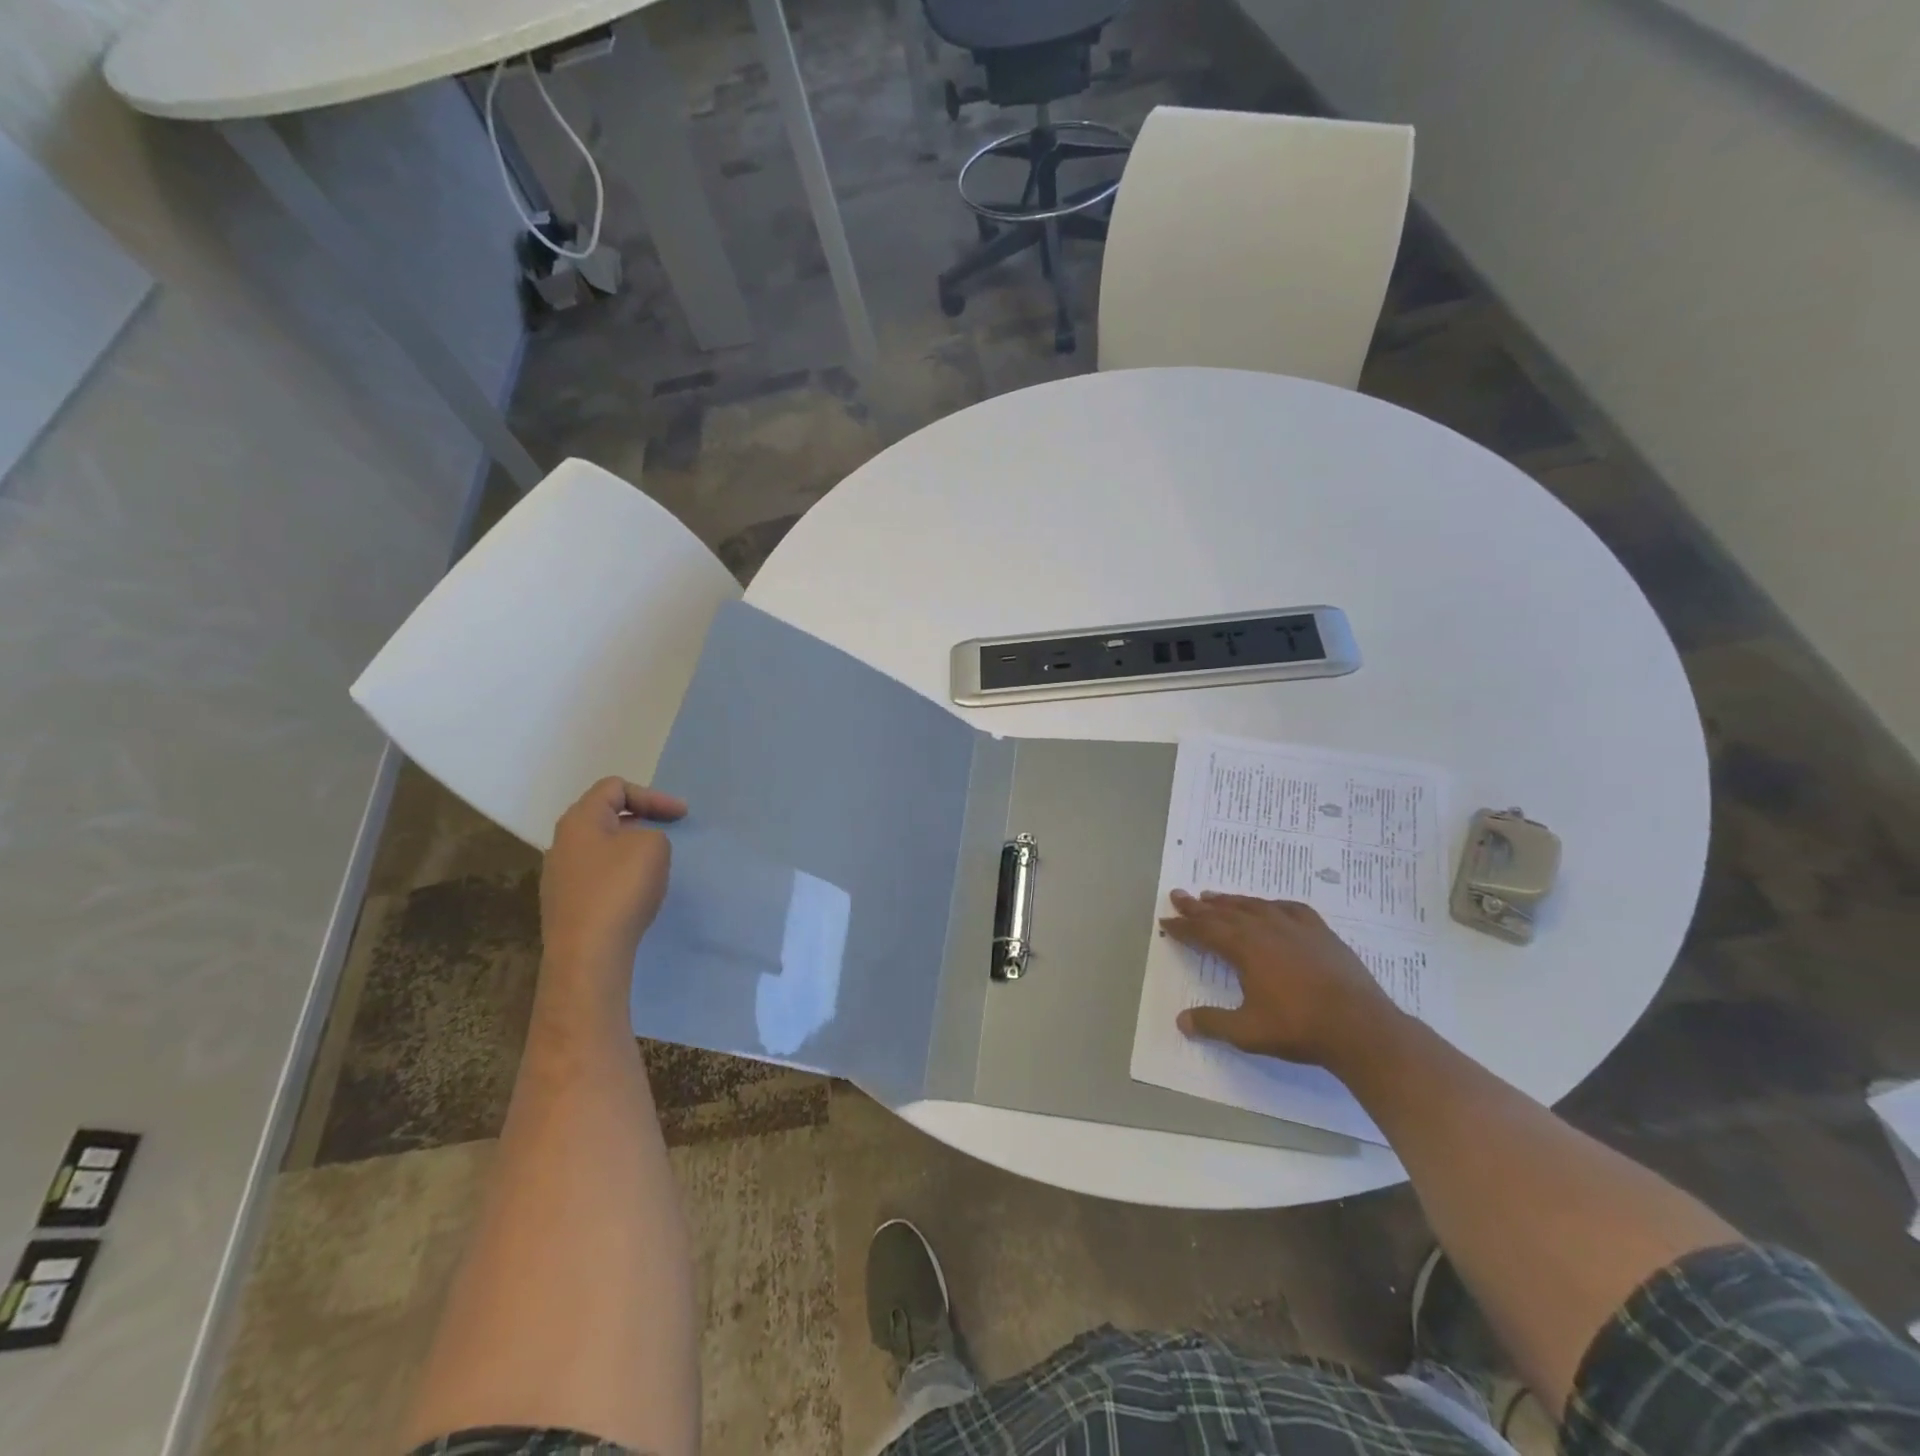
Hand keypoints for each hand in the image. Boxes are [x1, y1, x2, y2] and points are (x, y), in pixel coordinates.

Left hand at [540, 778, 686, 993]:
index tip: (681, 816)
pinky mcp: (565, 906)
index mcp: (579, 820)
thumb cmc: (620, 889)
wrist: (588, 954)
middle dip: (641, 821)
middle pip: (605, 817)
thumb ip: (652, 834)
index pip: (614, 787)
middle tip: (668, 833)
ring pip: (601, 849)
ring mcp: (559, 877)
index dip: (652, 795)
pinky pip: (598, 877)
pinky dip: (621, 876)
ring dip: (631, 850)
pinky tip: (636, 895)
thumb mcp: (653, 846)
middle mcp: (562, 844)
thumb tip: (638, 848)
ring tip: (655, 864)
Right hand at [1158, 890, 1398, 1067]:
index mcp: (1244, 947)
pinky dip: (1271, 905)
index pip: (1204, 931)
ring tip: (1213, 896)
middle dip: (1198, 906)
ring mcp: (1295, 927)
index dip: (1183, 926)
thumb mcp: (1247, 1032)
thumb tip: (1181, 1021)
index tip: (1165, 919)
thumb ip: (1213, 1023)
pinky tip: (1269, 906)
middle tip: (1179, 895)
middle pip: (1224, 912)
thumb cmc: (1299, 1028)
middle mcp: (1265, 928)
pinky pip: (1289, 908)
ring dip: (1230, 901)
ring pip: (1254, 906)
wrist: (1360, 1027)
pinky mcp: (1320, 932)